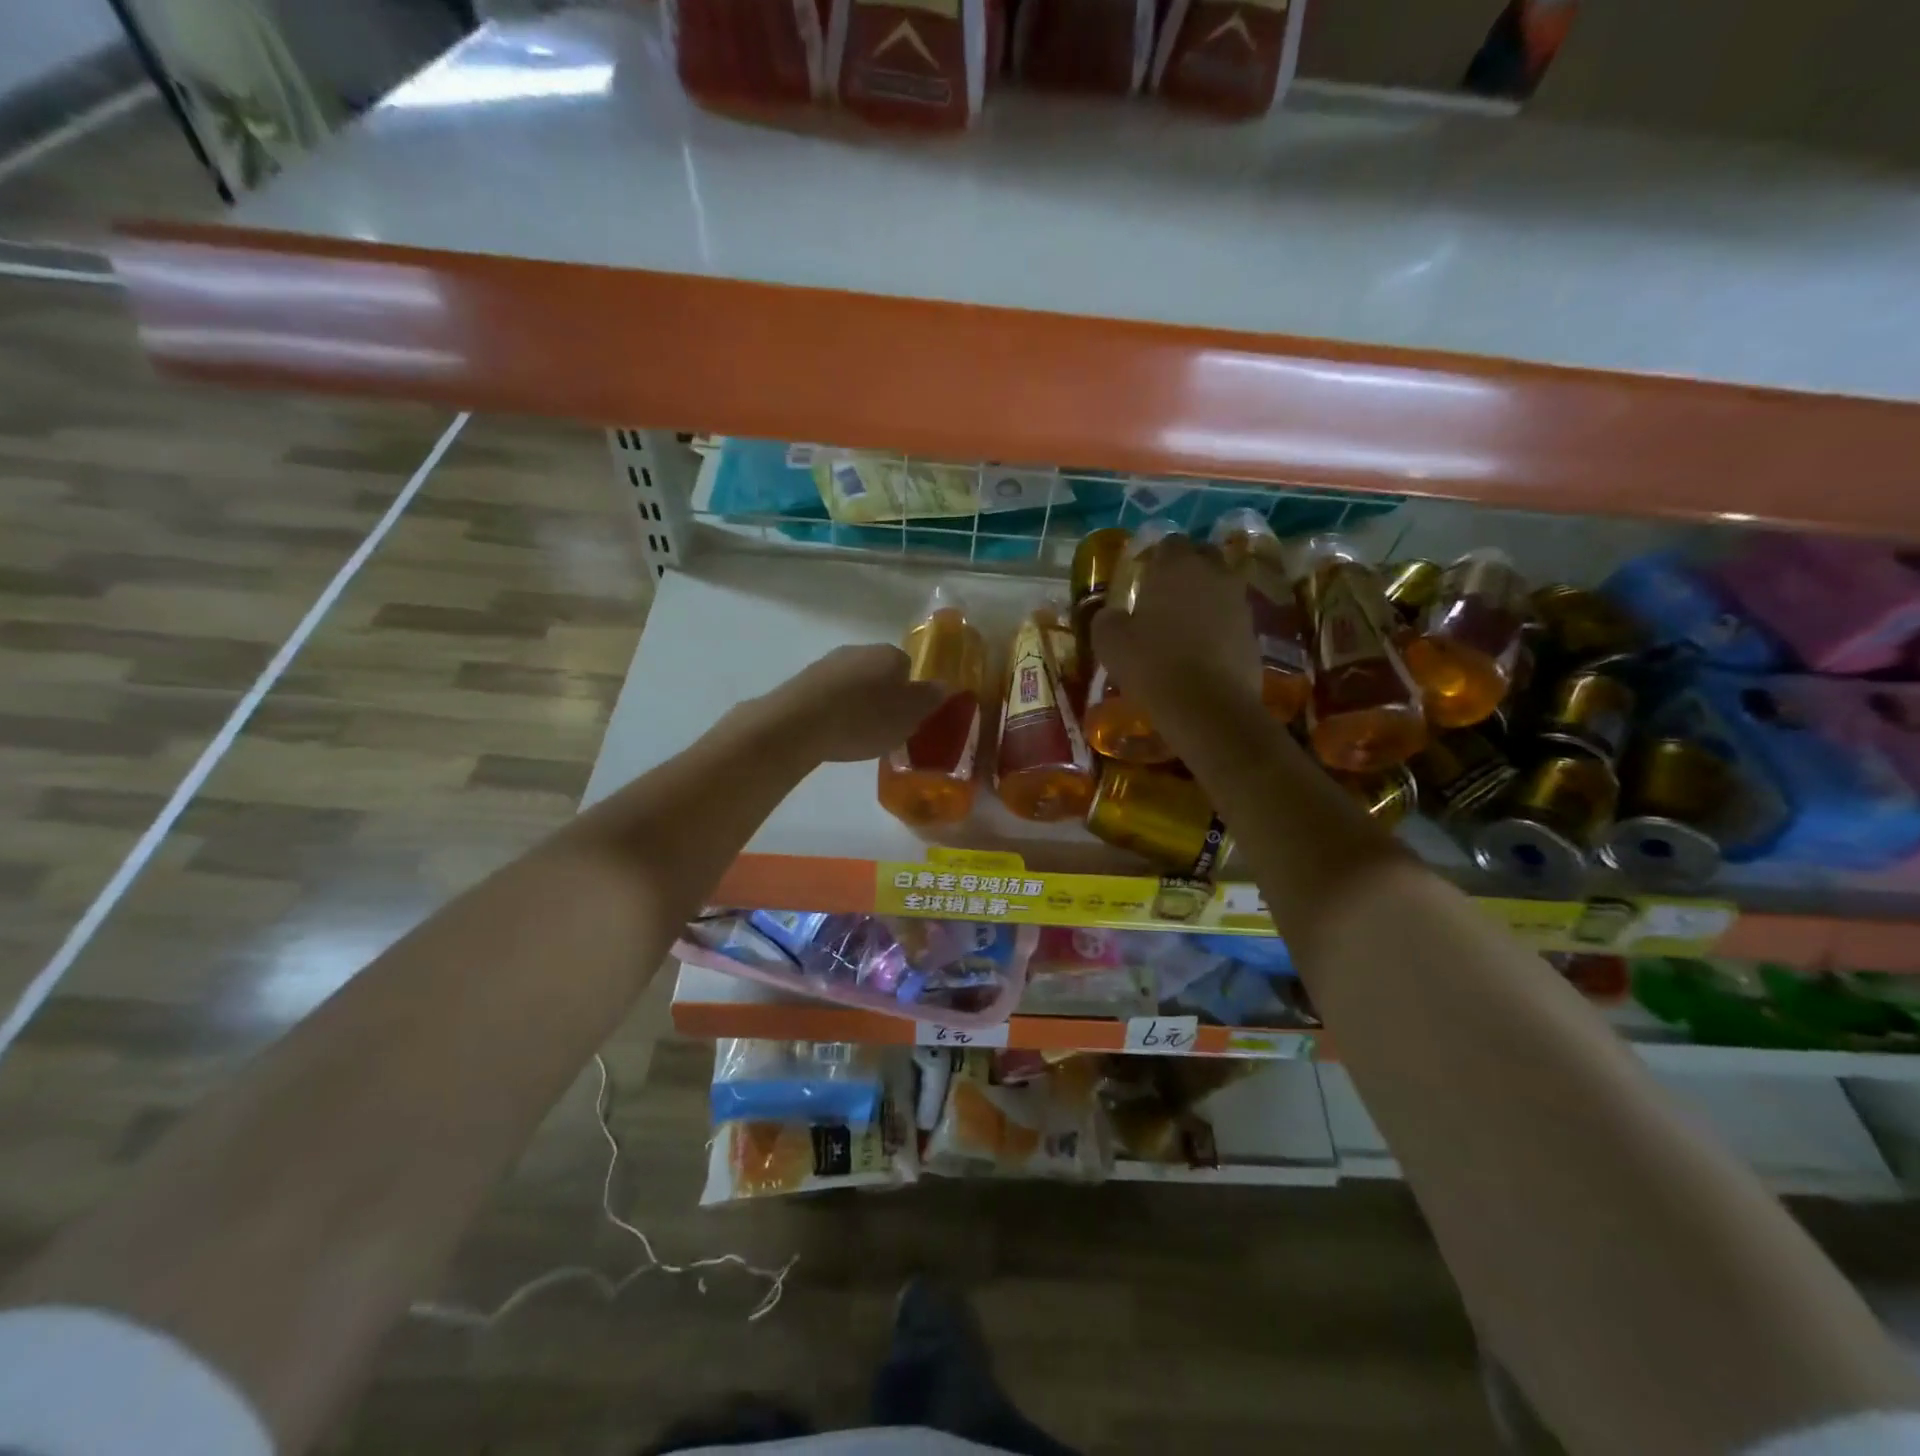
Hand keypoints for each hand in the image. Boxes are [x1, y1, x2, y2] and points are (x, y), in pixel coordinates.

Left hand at [754, 644, 946, 762]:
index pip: (909, 667)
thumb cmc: (865, 719)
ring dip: (858, 703)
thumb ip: (931, 699)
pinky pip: (830, 695)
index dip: (911, 694)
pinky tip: (833, 732)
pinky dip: (835, 710)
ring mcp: (828, 663)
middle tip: (885, 728)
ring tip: (857, 734)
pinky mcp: (803, 681)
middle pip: (880, 673)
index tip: (908, 718)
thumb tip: (945, 685)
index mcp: (890, 654)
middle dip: (884, 697)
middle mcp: (860, 650)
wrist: (800, 723)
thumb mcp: (910, 715)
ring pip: (854, 683)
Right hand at [1092, 535, 1262, 725]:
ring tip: (1183, 628)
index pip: (1168, 543)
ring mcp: (1239, 602)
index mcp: (1176, 566)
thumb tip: (1110, 614)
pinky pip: (1231, 619)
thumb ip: (1106, 619)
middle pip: (1202, 558)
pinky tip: (1202, 653)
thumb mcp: (1109, 642)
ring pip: (1220, 588)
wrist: (1207, 706)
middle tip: (1164, 598)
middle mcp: (1213, 574)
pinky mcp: (1253, 632)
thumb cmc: (1152, 664)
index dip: (1155, 559)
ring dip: (1204, 600)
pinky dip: (1219, 628)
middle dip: (1186, 571)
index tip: (1142, 579)